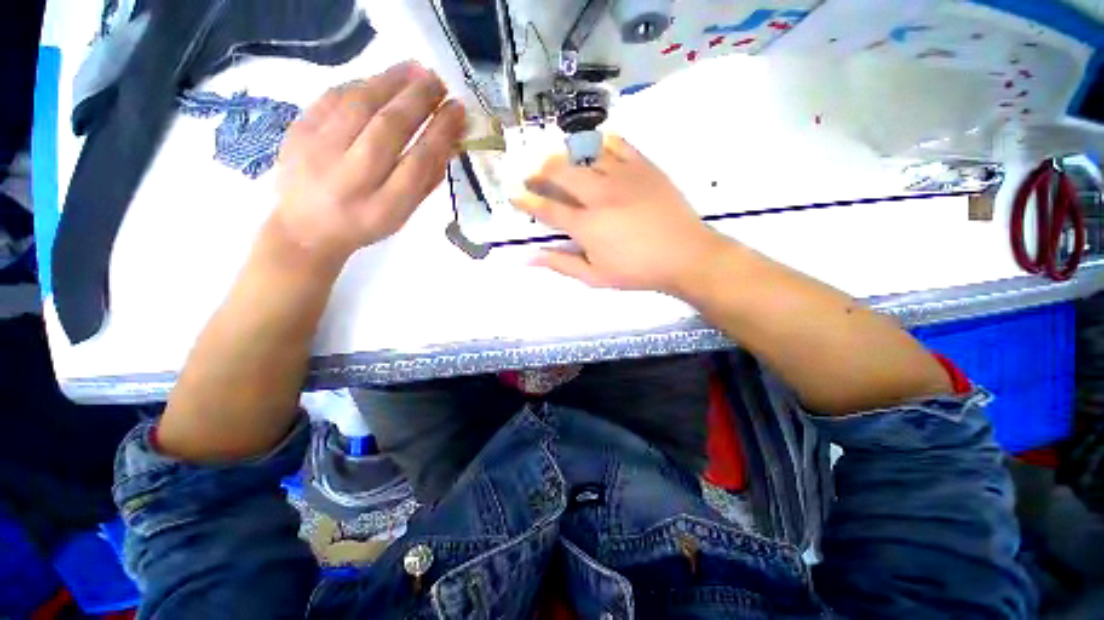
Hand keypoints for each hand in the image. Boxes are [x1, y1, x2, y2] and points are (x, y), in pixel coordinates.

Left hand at [272, 61, 465, 267]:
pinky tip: (381, 79)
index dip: (441, 132)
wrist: (306, 228)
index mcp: (384, 207)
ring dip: (392, 82)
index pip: (419, 161)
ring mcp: (318, 151)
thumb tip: (452, 140)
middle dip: (418, 100)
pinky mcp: (297, 131)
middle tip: (438, 82)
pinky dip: (362, 84)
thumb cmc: (365, 223)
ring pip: (359, 105)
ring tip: (416, 69)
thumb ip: (427, 179)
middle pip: (388, 128)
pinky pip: (333, 97)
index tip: (457, 110)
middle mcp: (351, 178)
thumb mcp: (403, 214)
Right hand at [512, 135, 733, 295]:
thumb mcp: (595, 277)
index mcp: (586, 225)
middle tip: (533, 174)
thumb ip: (561, 264)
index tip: (514, 194)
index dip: (526, 200)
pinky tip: (597, 149)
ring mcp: (622, 176)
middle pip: (560, 172)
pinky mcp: (644, 166)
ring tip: (561, 161)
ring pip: (585, 155)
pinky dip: (603, 143)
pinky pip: (618, 144)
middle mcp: (598, 194)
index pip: (547, 208)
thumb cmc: (637, 271)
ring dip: (567, 156)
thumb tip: (528, 258)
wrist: (685, 255)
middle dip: (540, 171)